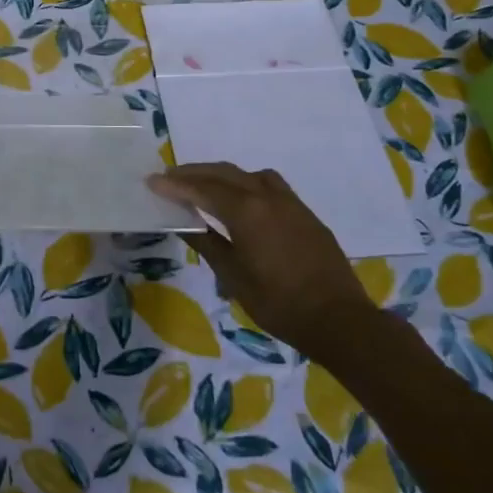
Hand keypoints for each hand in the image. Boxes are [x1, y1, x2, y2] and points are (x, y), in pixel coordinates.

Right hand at [147, 162, 375, 348]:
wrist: (339, 320)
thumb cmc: (279, 303)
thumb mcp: (234, 277)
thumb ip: (207, 244)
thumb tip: (183, 223)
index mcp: (246, 211)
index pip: (202, 189)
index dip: (175, 185)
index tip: (152, 181)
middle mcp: (267, 196)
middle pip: (224, 173)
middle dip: (194, 173)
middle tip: (170, 177)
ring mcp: (289, 202)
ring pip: (248, 174)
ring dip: (222, 174)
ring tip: (203, 184)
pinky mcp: (304, 213)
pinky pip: (268, 184)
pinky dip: (246, 183)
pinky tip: (241, 200)